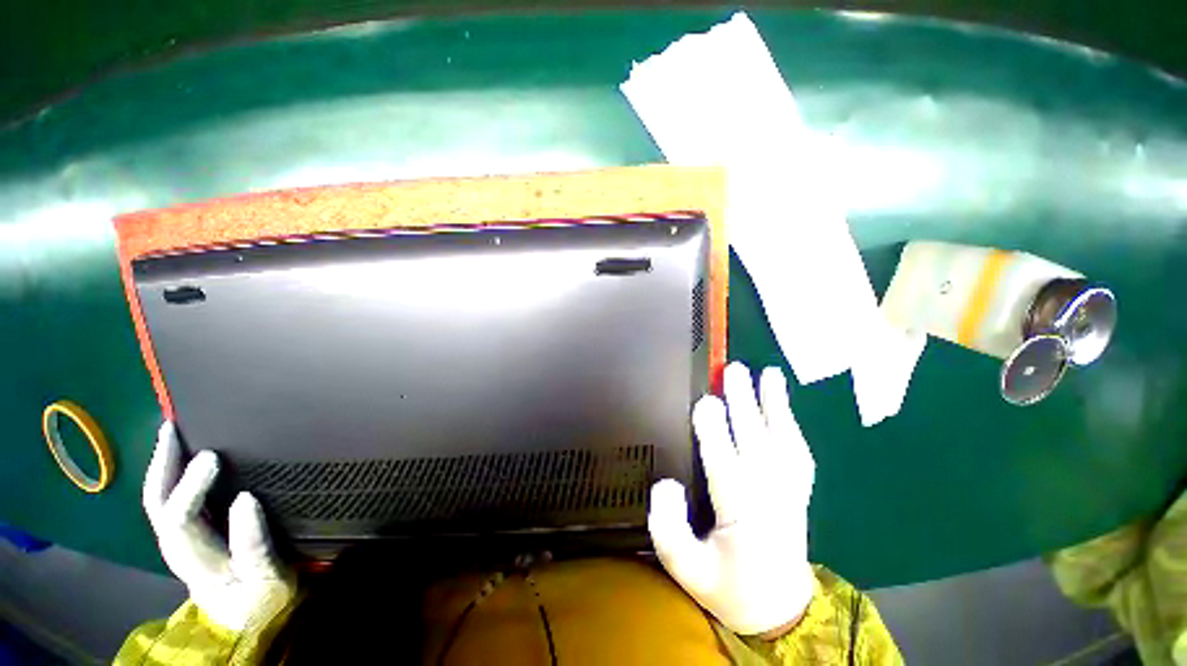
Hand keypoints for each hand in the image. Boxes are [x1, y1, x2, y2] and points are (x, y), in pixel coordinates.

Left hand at [143, 422, 295, 630]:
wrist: (248, 618)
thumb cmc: (262, 598)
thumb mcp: (268, 579)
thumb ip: (254, 546)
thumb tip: (245, 499)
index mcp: (198, 561)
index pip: (180, 522)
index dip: (190, 489)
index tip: (214, 457)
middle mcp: (180, 548)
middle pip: (157, 506)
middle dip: (162, 467)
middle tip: (173, 428)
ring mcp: (181, 541)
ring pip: (159, 500)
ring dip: (163, 464)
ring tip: (173, 430)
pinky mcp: (191, 534)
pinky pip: (172, 500)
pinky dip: (171, 474)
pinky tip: (182, 455)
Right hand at [648, 362, 815, 636]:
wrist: (778, 609)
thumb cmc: (727, 586)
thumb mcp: (686, 570)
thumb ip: (668, 530)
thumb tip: (666, 484)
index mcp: (742, 517)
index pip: (726, 466)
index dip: (715, 432)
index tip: (705, 402)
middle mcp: (770, 498)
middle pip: (757, 443)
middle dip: (745, 404)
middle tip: (732, 371)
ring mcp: (790, 492)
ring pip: (784, 442)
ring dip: (776, 406)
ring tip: (769, 375)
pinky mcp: (799, 491)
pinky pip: (799, 452)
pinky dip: (791, 424)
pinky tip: (783, 404)